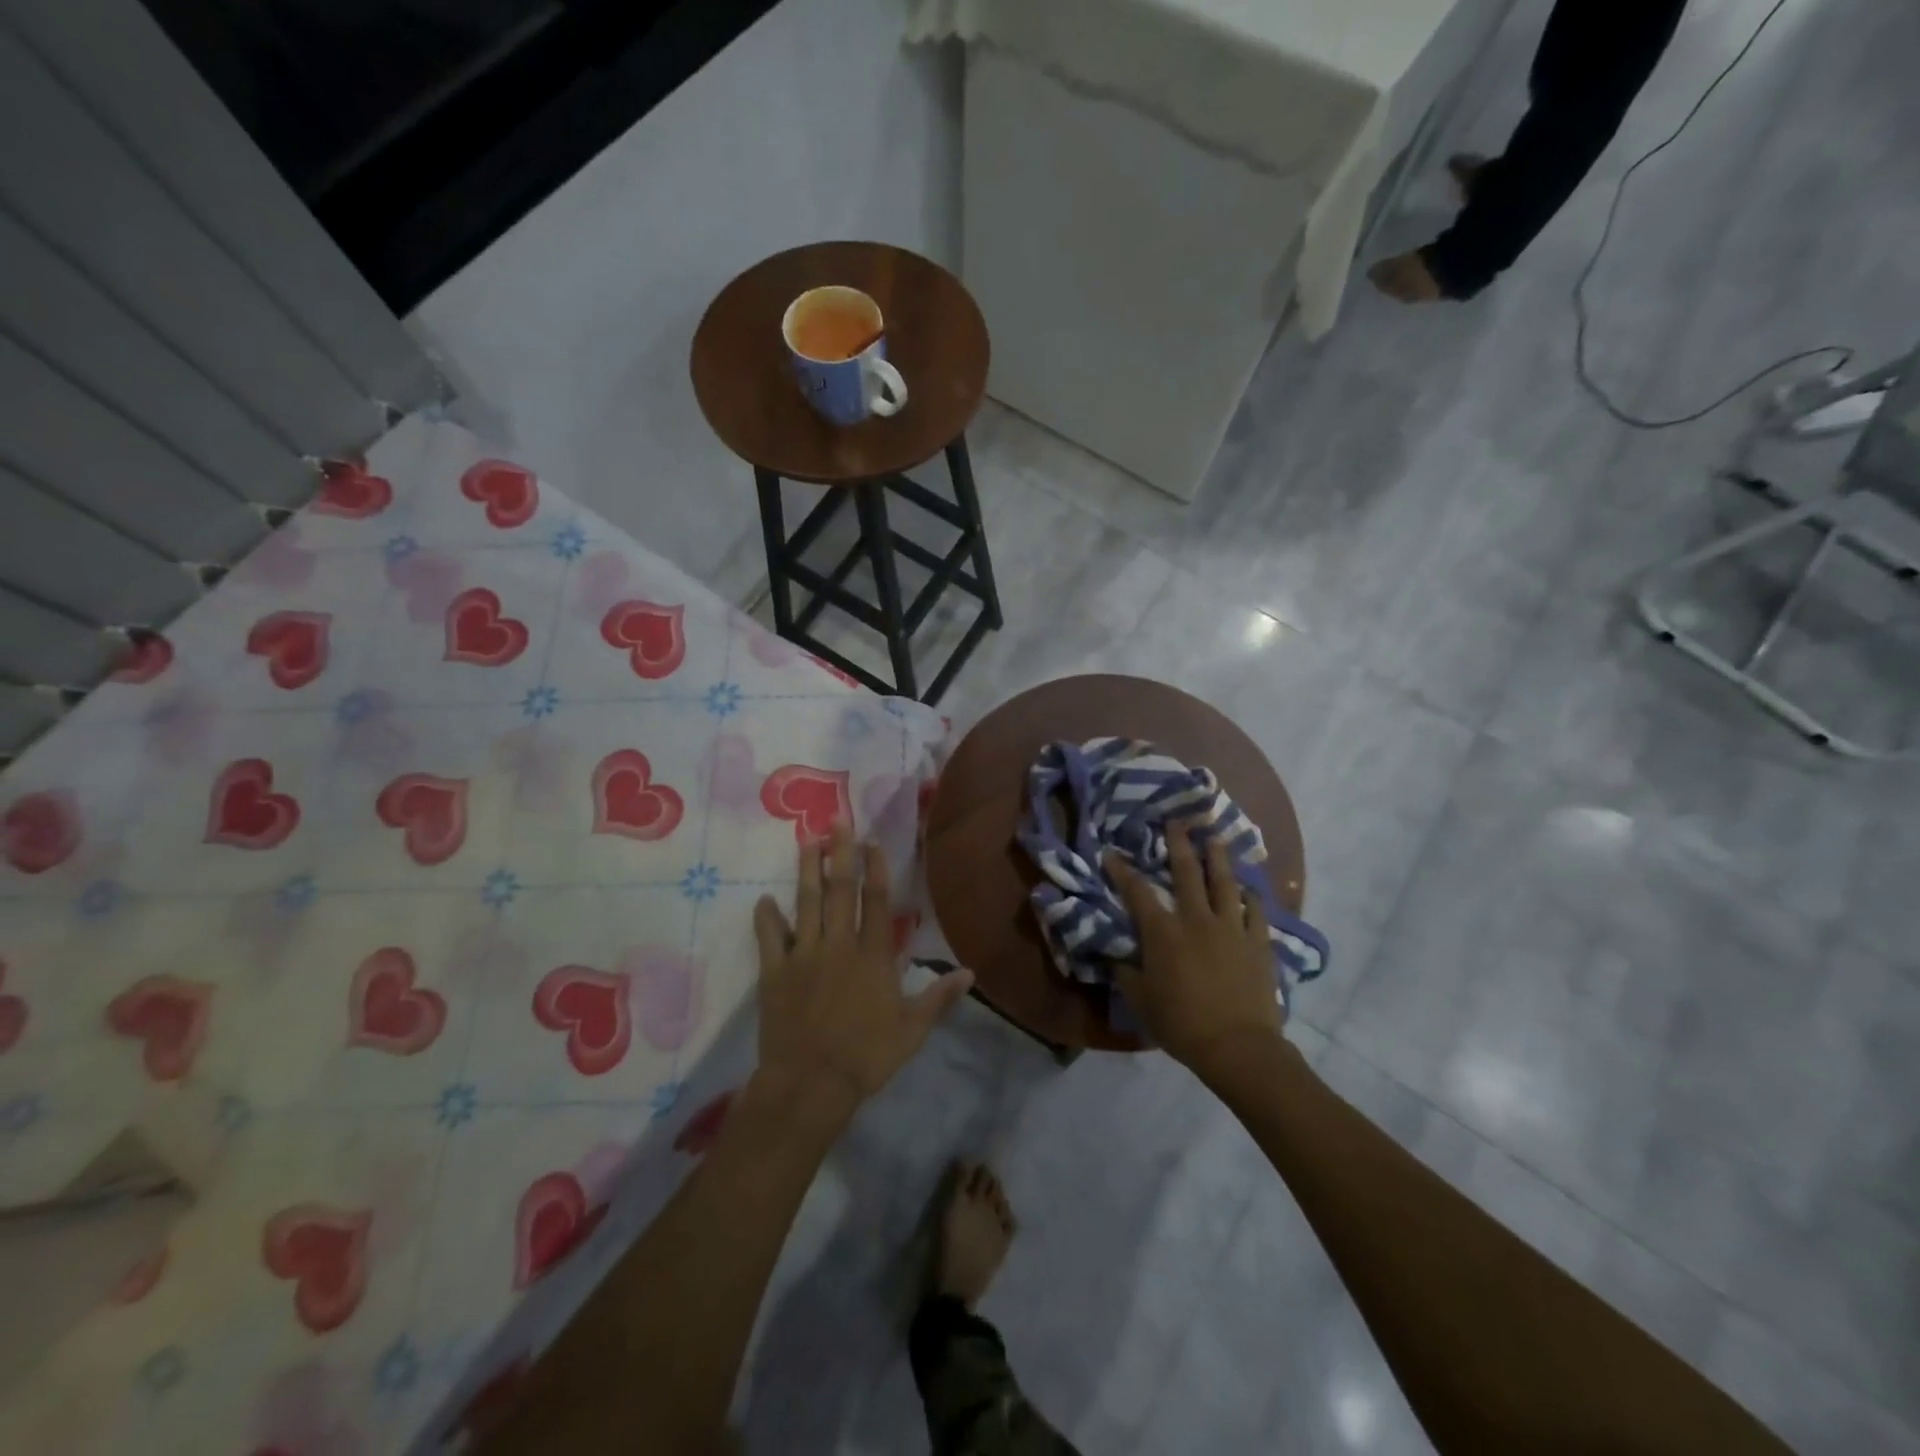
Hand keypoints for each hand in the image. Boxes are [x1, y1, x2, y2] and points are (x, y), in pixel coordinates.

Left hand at [753, 826, 972, 1129]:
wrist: (811, 1084)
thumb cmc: (866, 1057)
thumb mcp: (912, 1030)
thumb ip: (938, 997)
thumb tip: (970, 972)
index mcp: (873, 956)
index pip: (875, 902)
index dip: (875, 869)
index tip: (872, 842)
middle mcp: (839, 945)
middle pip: (839, 891)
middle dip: (840, 853)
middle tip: (836, 821)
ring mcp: (804, 956)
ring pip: (805, 904)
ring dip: (806, 871)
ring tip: (806, 842)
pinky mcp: (775, 973)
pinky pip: (769, 939)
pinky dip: (766, 918)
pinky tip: (764, 900)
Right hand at [1107, 825, 1284, 1079]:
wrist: (1237, 1046)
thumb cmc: (1181, 1024)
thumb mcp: (1140, 1000)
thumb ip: (1125, 972)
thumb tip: (1114, 955)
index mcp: (1162, 932)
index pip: (1136, 892)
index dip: (1121, 870)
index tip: (1112, 852)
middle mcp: (1196, 919)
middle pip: (1186, 872)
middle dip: (1178, 844)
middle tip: (1176, 822)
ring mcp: (1230, 927)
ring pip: (1224, 882)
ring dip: (1218, 857)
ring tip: (1215, 838)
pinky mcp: (1257, 941)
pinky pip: (1255, 910)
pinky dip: (1250, 896)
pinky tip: (1247, 890)